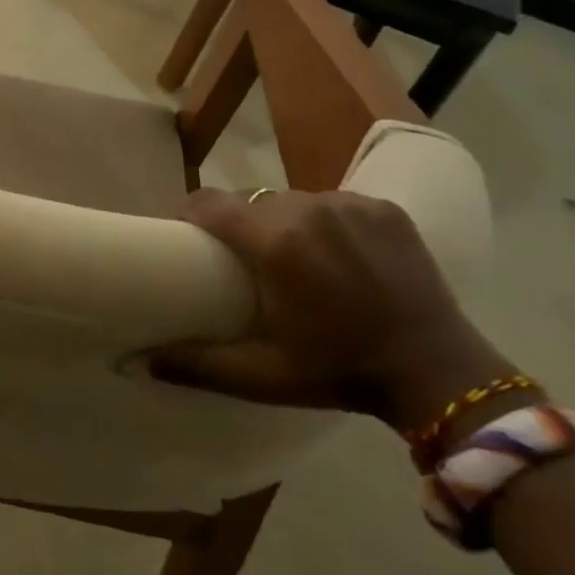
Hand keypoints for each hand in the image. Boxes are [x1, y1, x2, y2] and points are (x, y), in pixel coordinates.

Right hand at [159, 188, 516, 430]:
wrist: (439, 373)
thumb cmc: (340, 372)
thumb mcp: (262, 376)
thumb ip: (196, 364)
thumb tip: (135, 361)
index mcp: (274, 243)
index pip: (209, 203)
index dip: (193, 216)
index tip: (193, 239)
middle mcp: (307, 208)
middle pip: (249, 200)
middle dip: (240, 224)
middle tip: (248, 260)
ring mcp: (349, 203)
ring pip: (291, 198)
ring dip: (282, 221)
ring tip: (295, 257)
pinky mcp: (383, 207)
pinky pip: (332, 201)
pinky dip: (325, 220)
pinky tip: (337, 253)